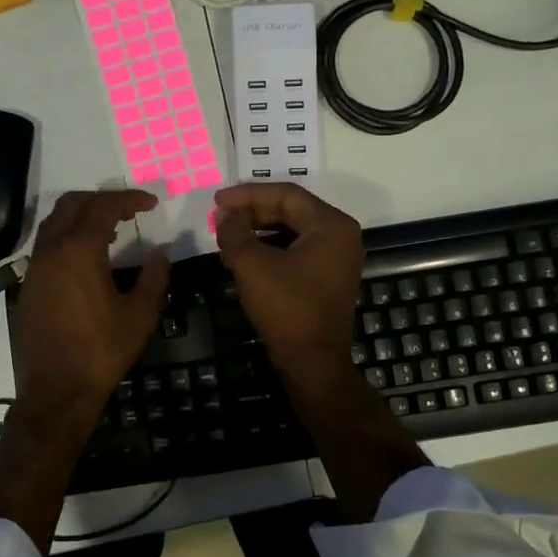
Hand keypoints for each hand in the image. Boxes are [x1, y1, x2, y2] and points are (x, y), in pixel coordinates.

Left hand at [10, 189, 169, 419]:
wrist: (56, 391)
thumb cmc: (102, 351)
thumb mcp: (139, 314)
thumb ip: (153, 276)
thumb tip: (163, 251)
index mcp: (79, 251)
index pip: (104, 207)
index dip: (129, 199)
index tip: (151, 203)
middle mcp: (51, 250)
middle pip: (72, 204)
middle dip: (101, 200)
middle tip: (128, 210)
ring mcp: (34, 268)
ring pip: (54, 223)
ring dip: (81, 217)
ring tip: (110, 230)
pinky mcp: (28, 286)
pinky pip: (46, 246)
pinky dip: (67, 237)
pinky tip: (87, 259)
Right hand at [213, 183, 364, 378]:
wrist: (312, 362)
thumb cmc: (286, 308)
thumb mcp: (252, 265)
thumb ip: (234, 232)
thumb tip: (224, 214)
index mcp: (331, 225)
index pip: (285, 194)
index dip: (247, 194)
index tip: (217, 200)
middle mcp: (341, 234)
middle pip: (291, 210)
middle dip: (252, 212)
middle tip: (220, 217)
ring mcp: (337, 257)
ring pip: (292, 230)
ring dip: (258, 230)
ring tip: (227, 235)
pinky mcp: (328, 276)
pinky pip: (297, 249)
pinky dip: (270, 248)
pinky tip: (244, 255)